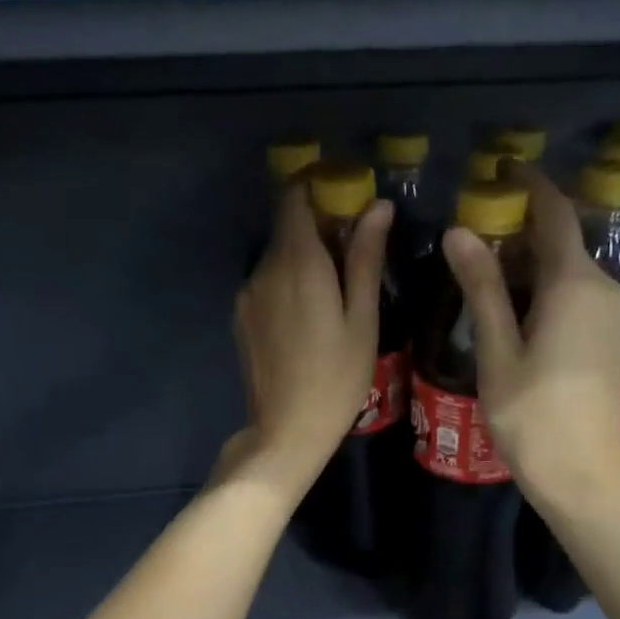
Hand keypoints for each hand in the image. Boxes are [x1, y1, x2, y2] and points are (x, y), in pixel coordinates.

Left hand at [222, 181, 392, 497]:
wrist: (286, 431)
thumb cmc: (337, 378)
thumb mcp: (362, 319)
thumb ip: (365, 258)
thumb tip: (378, 207)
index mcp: (297, 263)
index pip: (295, 197)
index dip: (319, 187)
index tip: (347, 197)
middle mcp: (264, 269)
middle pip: (287, 225)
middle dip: (319, 225)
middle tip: (355, 249)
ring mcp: (248, 293)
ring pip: (277, 255)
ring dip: (304, 256)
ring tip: (336, 287)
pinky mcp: (242, 316)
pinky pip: (267, 281)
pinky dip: (289, 280)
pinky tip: (310, 314)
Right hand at [442, 165, 619, 514]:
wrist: (584, 478)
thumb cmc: (533, 416)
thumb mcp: (498, 350)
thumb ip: (482, 287)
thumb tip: (461, 231)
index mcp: (575, 284)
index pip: (554, 215)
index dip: (529, 186)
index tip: (498, 168)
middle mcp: (601, 288)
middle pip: (559, 240)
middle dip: (518, 227)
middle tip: (468, 229)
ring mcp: (609, 314)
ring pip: (564, 269)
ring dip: (525, 261)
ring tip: (477, 267)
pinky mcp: (606, 337)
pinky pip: (572, 293)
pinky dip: (540, 286)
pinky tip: (507, 304)